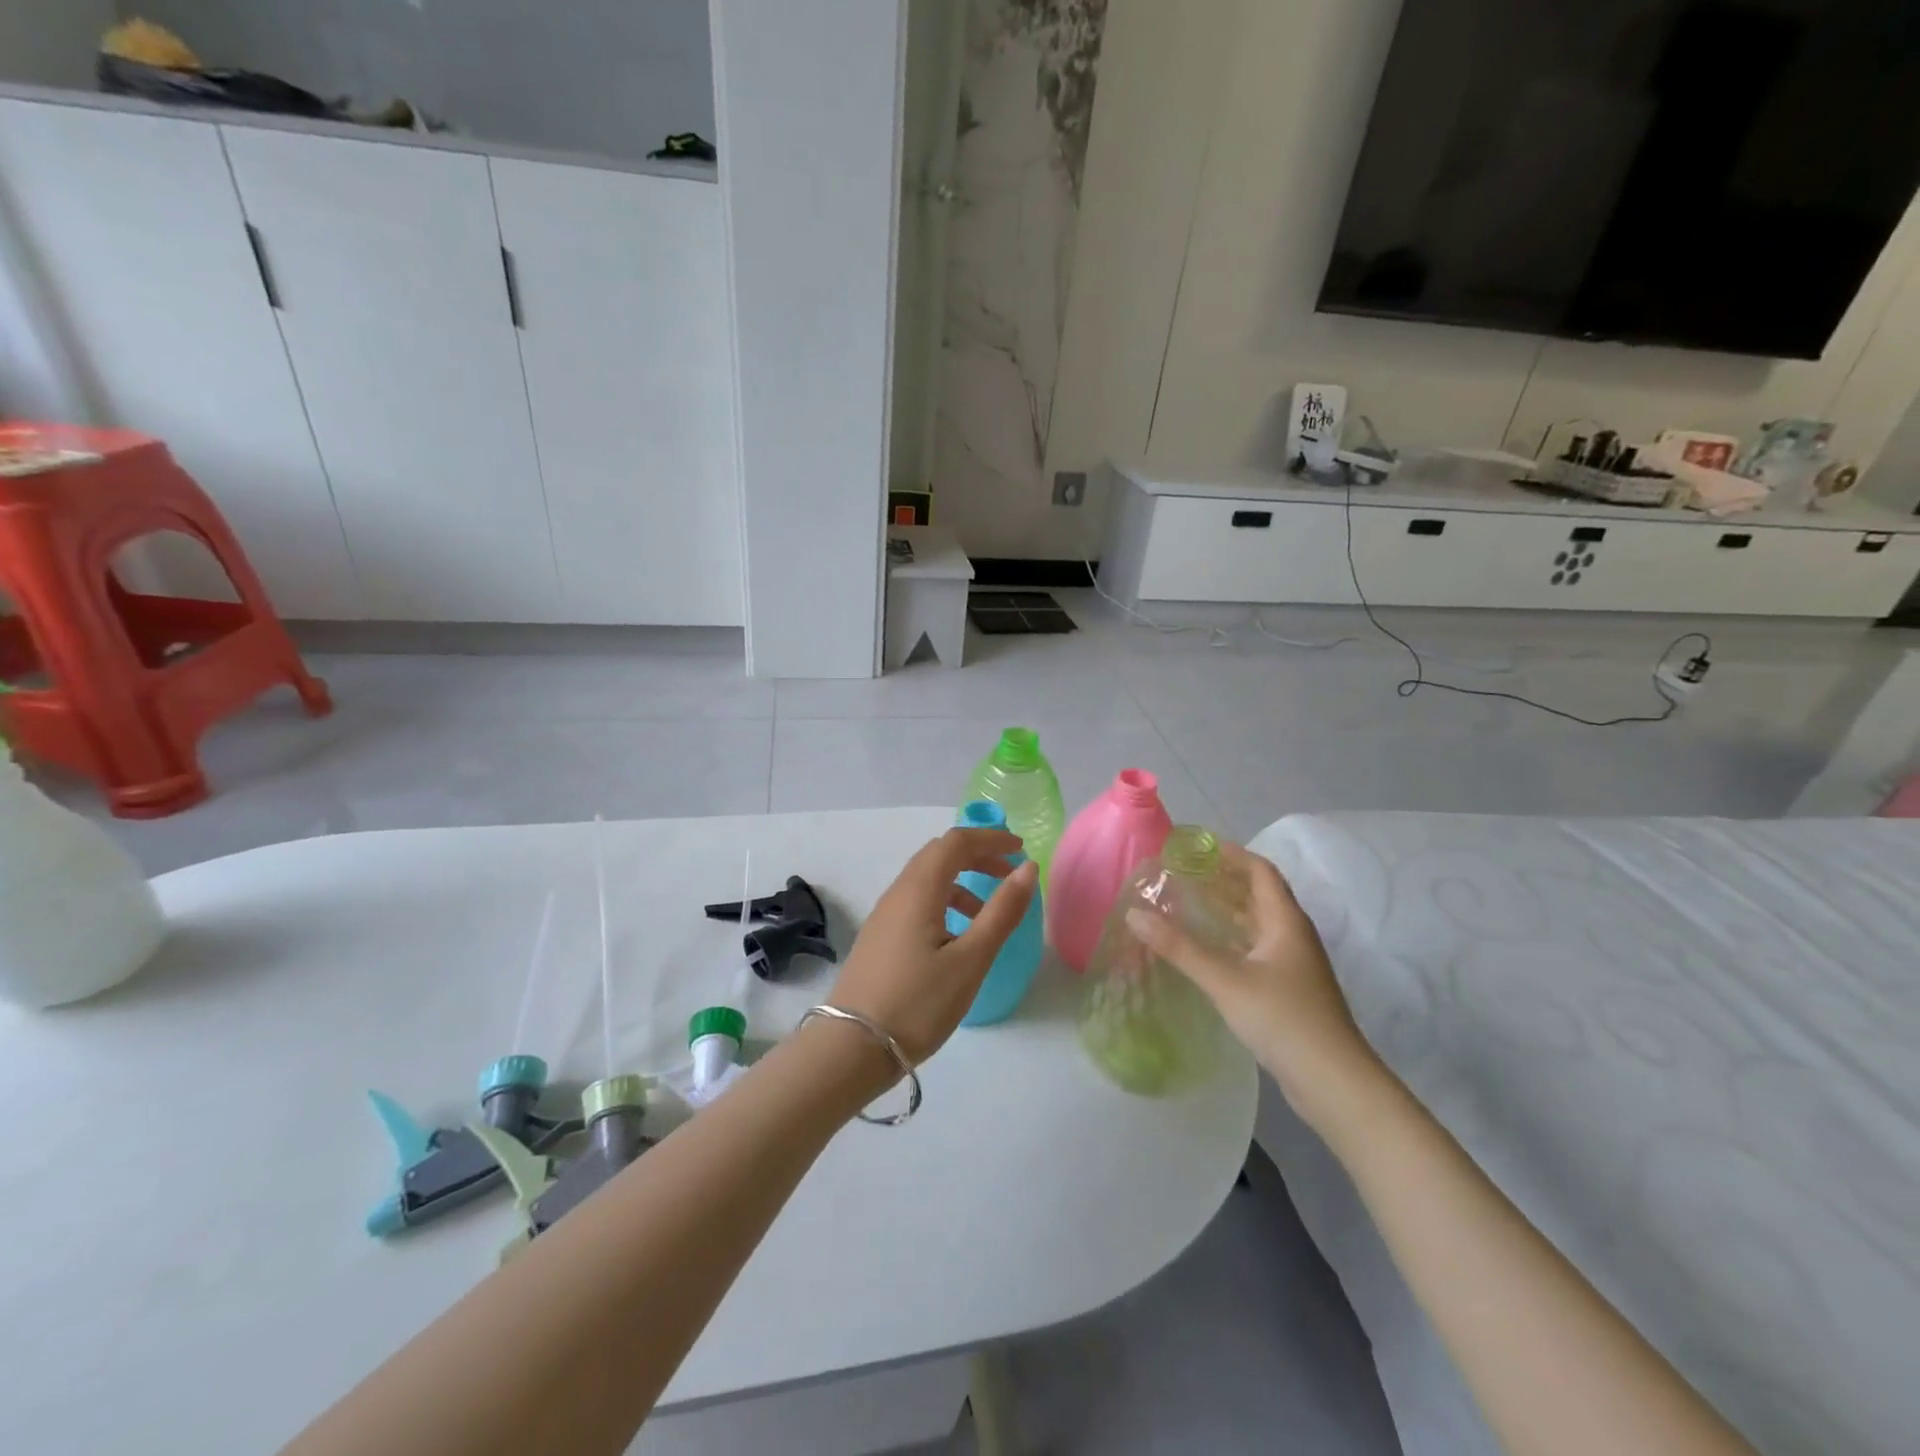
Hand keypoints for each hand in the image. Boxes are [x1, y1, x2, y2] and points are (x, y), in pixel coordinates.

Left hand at [828, 827, 1039, 1065]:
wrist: (851, 1048)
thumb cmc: (918, 1003)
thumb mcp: (970, 960)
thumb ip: (1001, 912)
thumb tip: (1026, 869)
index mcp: (919, 890)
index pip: (956, 842)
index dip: (990, 838)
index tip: (1020, 849)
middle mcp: (898, 893)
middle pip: (939, 855)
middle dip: (977, 856)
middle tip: (1009, 874)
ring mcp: (884, 916)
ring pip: (926, 880)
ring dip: (961, 882)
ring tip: (988, 914)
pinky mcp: (879, 938)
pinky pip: (916, 902)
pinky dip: (944, 903)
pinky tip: (956, 939)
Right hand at [1126, 844, 1379, 1123]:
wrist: (1333, 1082)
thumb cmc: (1283, 1019)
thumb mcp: (1225, 981)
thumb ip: (1179, 947)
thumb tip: (1134, 913)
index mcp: (1285, 921)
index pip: (1260, 870)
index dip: (1229, 853)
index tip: (1194, 846)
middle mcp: (1292, 935)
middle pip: (1257, 893)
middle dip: (1221, 879)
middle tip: (1180, 873)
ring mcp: (1292, 963)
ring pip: (1255, 922)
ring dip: (1224, 909)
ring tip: (1184, 902)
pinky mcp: (1287, 988)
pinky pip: (1254, 947)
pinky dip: (1229, 937)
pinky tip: (1204, 948)